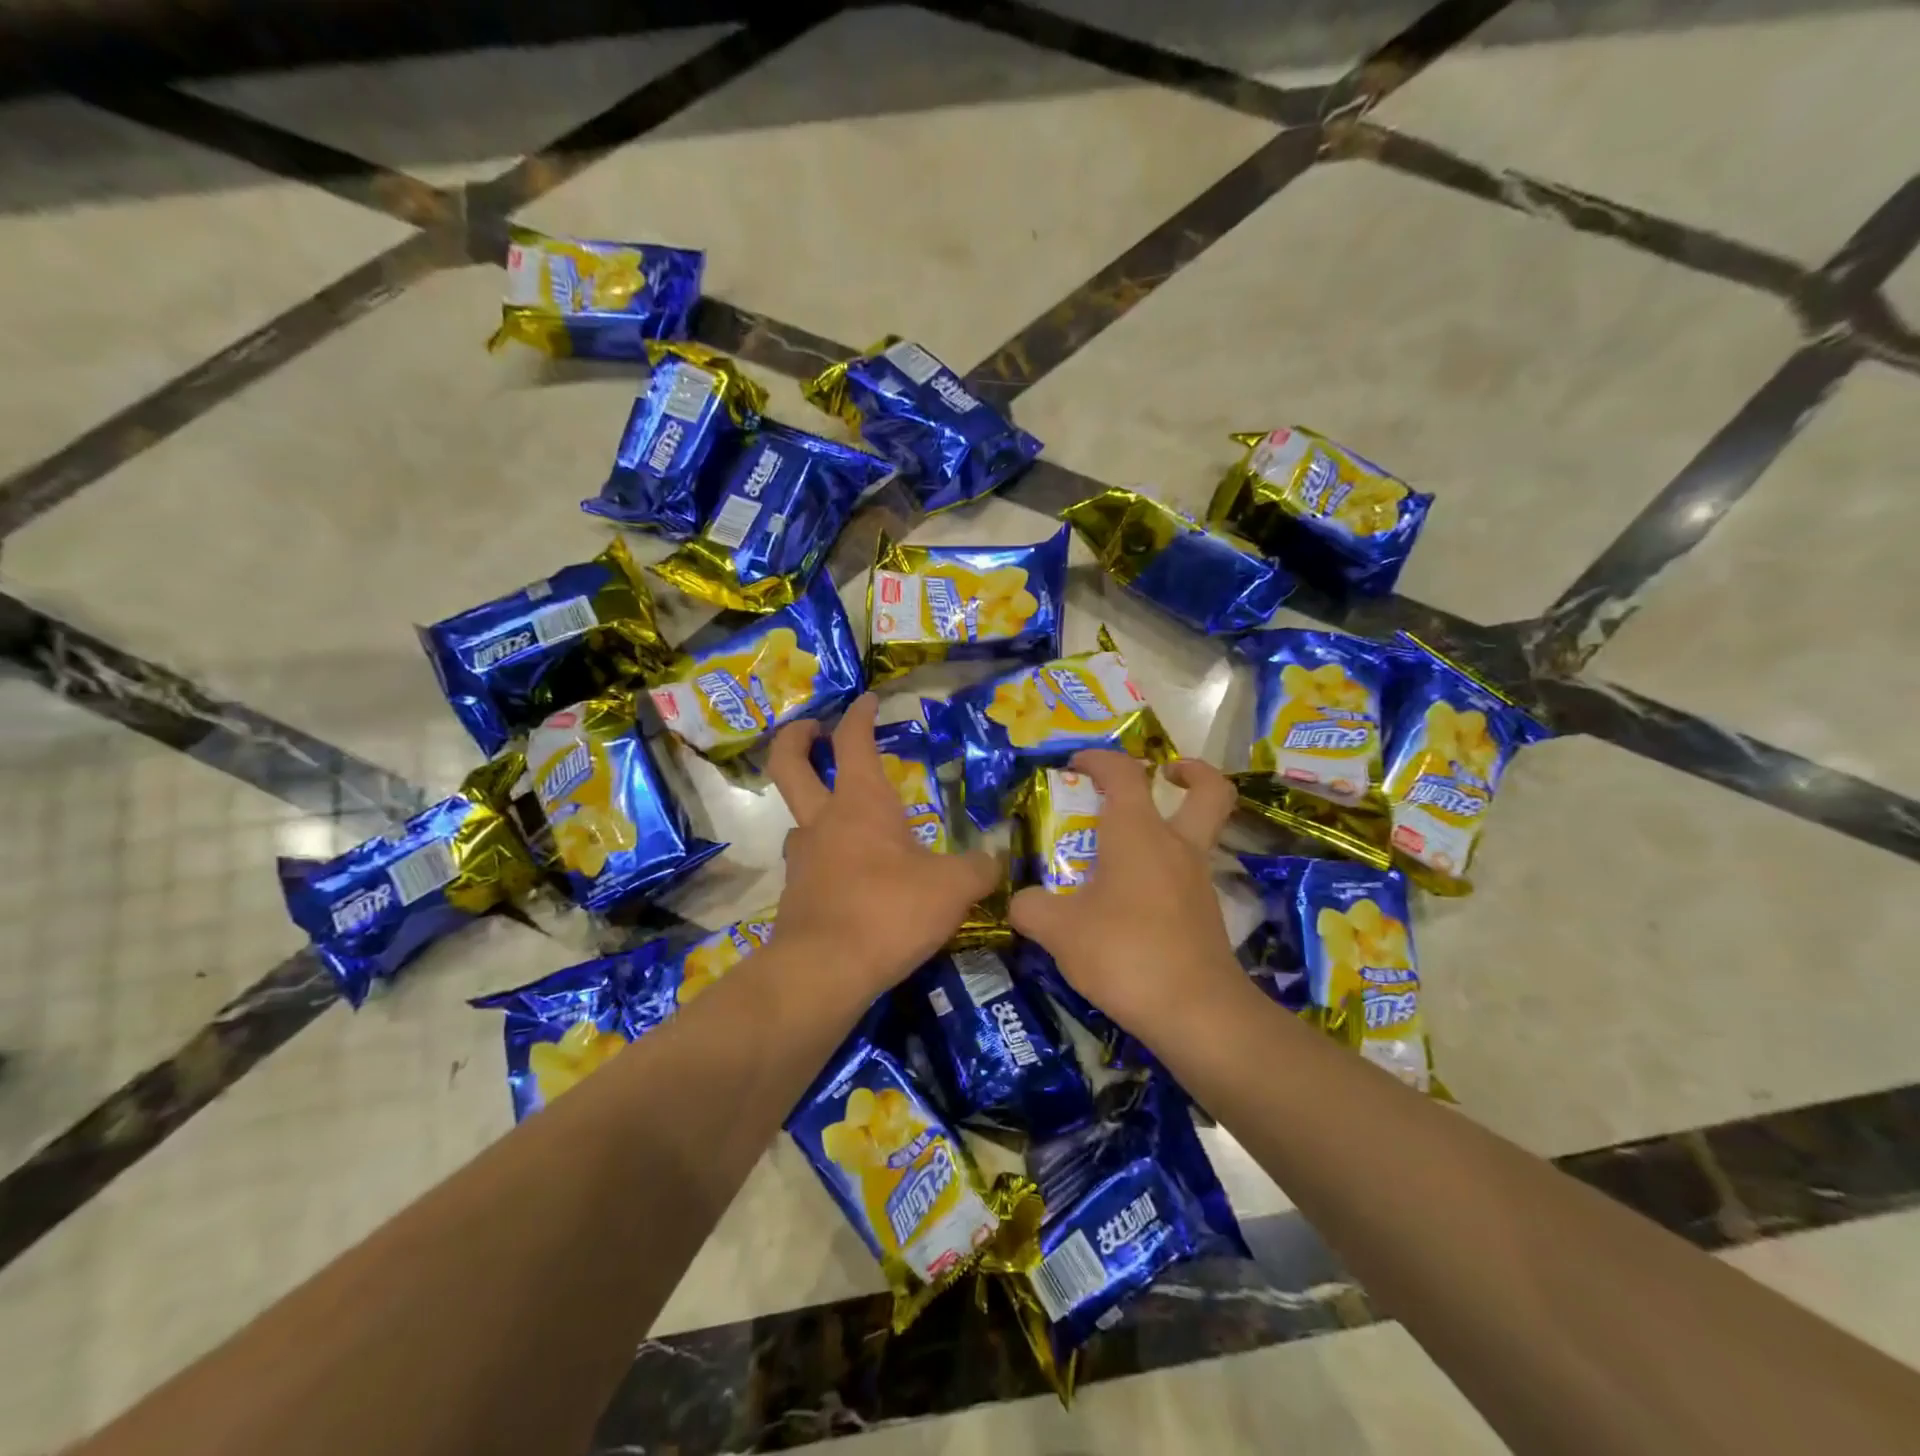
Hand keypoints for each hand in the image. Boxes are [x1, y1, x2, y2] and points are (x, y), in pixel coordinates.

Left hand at [767, 695, 1000, 995]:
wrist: (825, 971)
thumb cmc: (890, 910)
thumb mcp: (952, 888)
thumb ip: (979, 869)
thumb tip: (995, 861)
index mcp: (861, 803)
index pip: (854, 741)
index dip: (860, 715)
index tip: (868, 699)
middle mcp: (823, 821)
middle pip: (789, 764)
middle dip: (797, 738)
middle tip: (813, 729)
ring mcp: (802, 859)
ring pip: (799, 820)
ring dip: (816, 810)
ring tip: (848, 823)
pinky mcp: (795, 897)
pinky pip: (810, 865)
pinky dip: (826, 860)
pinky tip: (853, 880)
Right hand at [1009, 750, 1241, 1034]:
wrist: (1195, 1012)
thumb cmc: (1124, 953)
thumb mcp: (1059, 931)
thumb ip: (1031, 908)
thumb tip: (1020, 902)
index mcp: (1137, 832)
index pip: (1123, 772)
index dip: (1098, 759)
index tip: (1074, 765)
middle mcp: (1175, 845)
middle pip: (1208, 791)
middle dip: (1189, 773)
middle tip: (1162, 774)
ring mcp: (1197, 879)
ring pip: (1200, 832)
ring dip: (1172, 825)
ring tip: (1124, 848)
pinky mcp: (1205, 913)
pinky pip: (1188, 874)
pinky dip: (1164, 871)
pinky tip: (1131, 900)